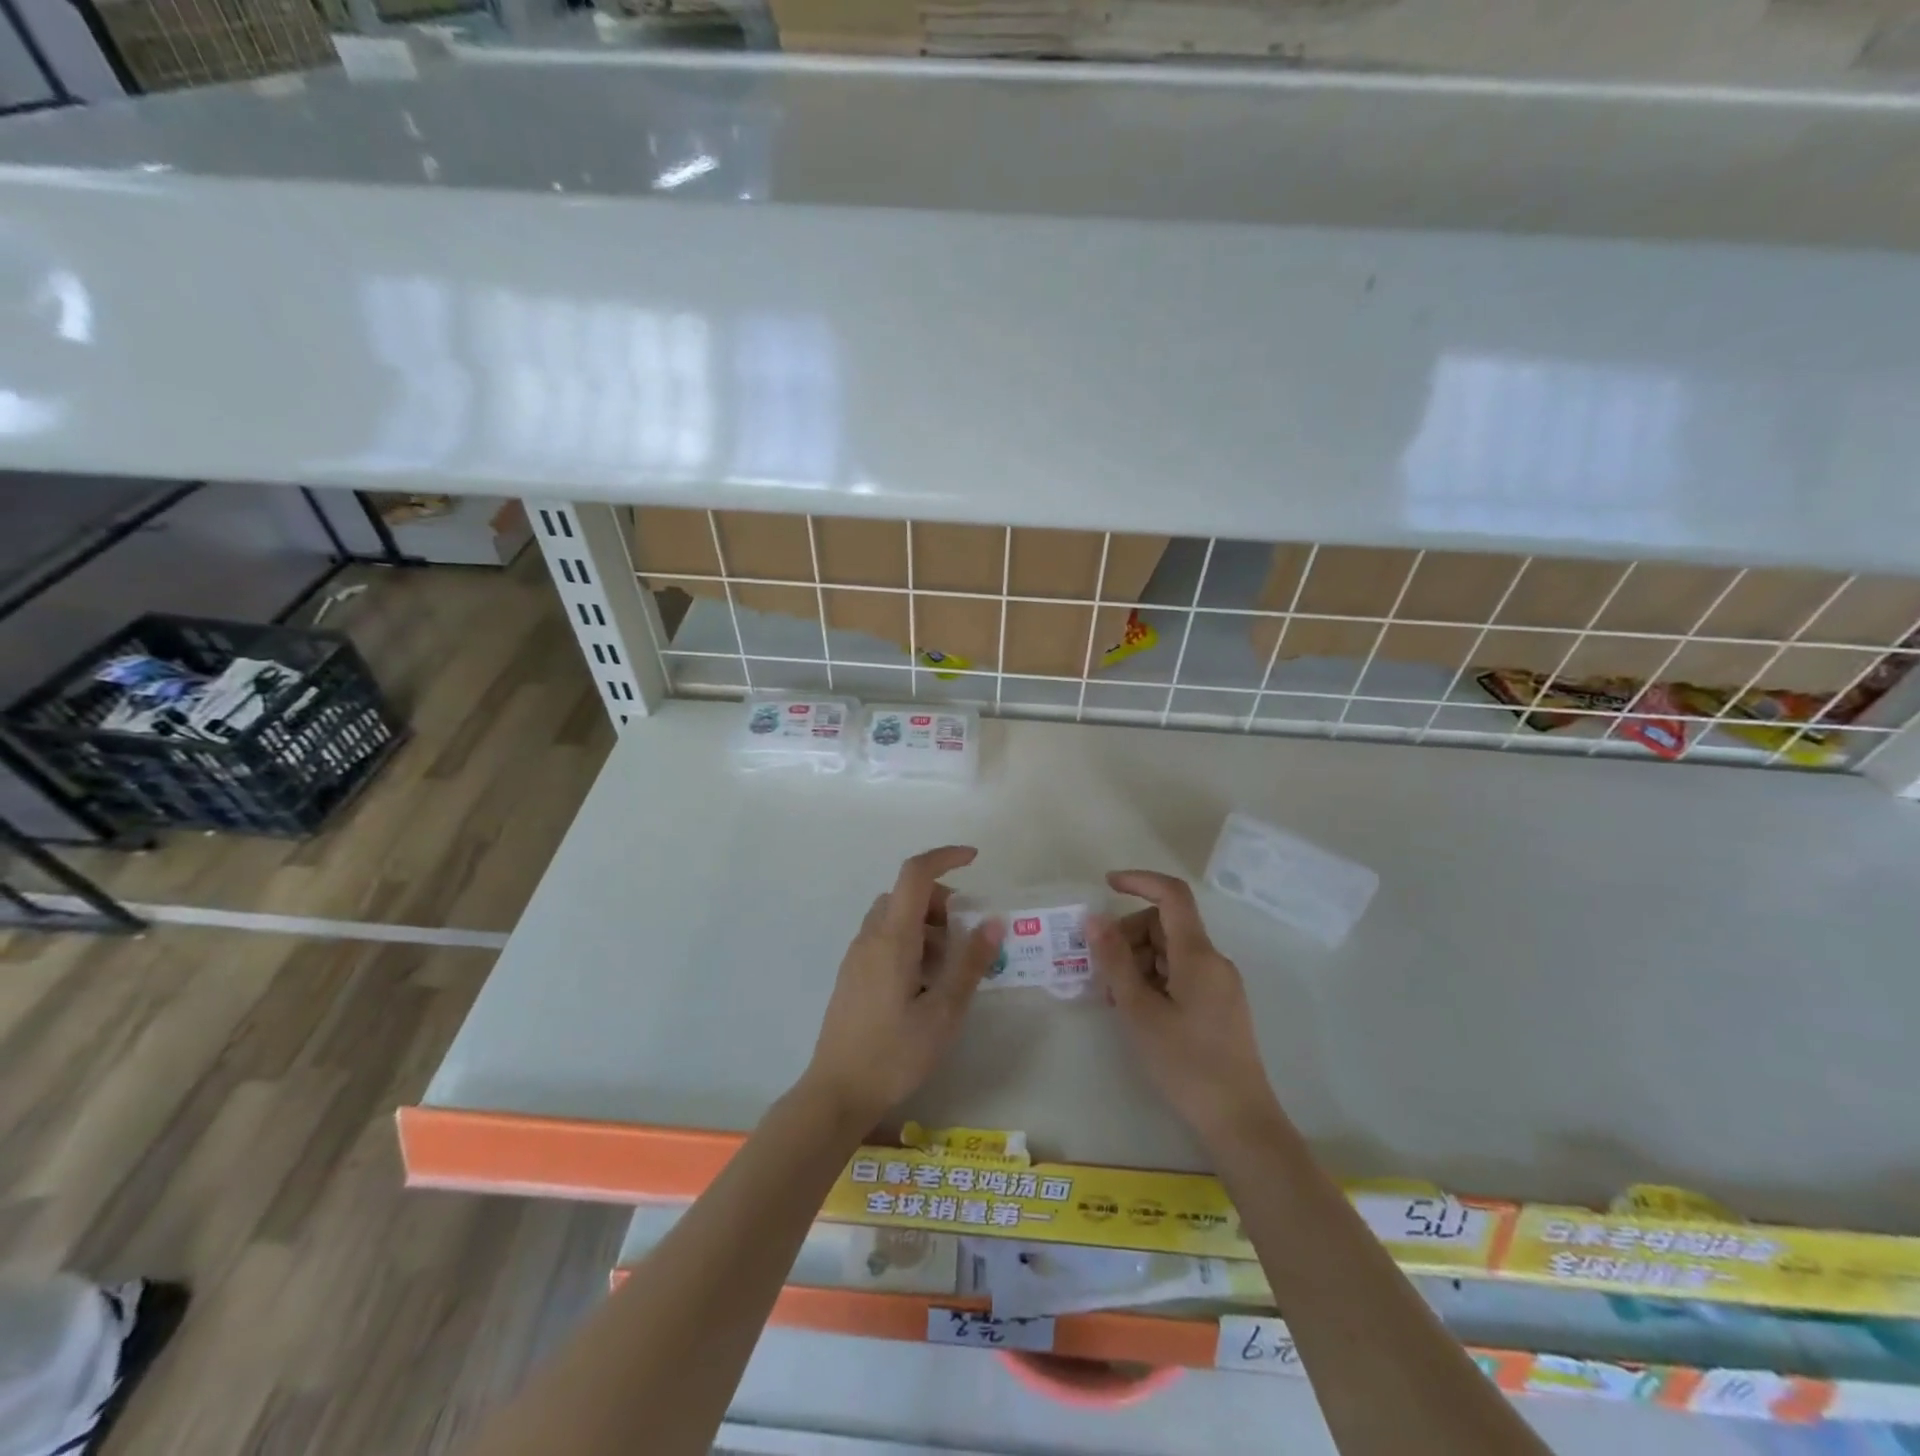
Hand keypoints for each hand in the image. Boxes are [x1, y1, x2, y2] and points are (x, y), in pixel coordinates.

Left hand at [798, 846, 1003, 1126]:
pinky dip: (910, 942)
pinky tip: (924, 984)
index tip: (974, 860)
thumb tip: (993, 921)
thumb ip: (969, 963)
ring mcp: (857, 955)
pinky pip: (884, 938)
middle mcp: (870, 936)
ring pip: (895, 916)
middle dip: (941, 901)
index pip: (915, 874)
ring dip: (926, 924)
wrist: (837, 1092)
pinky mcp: (853, 974)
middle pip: (906, 894)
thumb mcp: (944, 1012)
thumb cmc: (895, 1053)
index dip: (944, 857)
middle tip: (966, 936)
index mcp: (893, 938)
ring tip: (948, 968)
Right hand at [1090, 870, 1283, 1142]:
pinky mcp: (1219, 1005)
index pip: (1172, 895)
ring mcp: (1219, 984)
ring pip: (1170, 951)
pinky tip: (1137, 1010)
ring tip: (1117, 999)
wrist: (1239, 1121)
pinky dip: (1154, 979)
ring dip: (1138, 962)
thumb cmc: (1185, 1064)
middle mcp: (1213, 961)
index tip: (1106, 886)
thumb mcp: (1139, 1011)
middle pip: (1165, 925)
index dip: (1139, 881)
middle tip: (1102, 972)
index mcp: (1198, 954)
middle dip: (1129, 936)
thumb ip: (1115, 961)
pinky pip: (1181, 973)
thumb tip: (1094, 919)